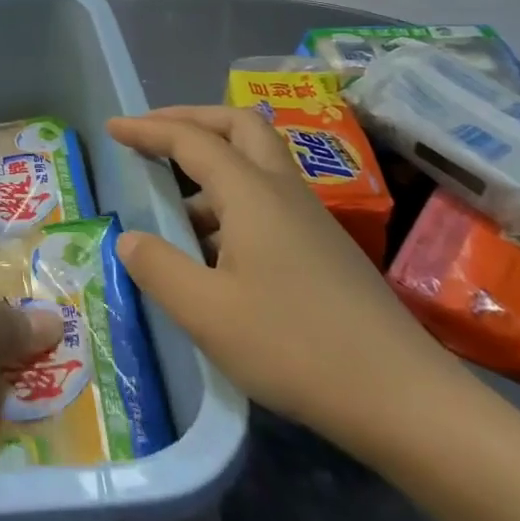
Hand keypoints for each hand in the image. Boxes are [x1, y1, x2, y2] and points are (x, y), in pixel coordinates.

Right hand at [108, 106, 461, 457]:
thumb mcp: (207, 313)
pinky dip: (229, 198)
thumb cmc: (296, 348)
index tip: (113, 127)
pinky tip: (213, 248)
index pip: (192, 140)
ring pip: (256, 161)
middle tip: (152, 135)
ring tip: (171, 200)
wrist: (406, 401)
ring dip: (211, 161)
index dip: (148, 129)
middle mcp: (283, 192)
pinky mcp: (323, 248)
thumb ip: (158, 268)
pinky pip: (267, 198)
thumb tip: (131, 239)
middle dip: (190, 119)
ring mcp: (309, 219)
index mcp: (252, 194)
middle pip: (239, 125)